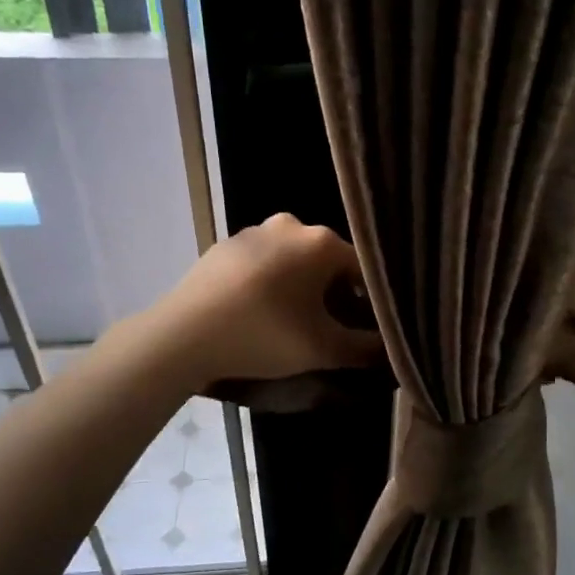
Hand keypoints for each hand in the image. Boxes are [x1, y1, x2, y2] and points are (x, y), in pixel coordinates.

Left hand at [150, 214, 382, 388]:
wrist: (183, 336)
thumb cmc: (264, 335)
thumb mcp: (323, 349)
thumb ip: (365, 348)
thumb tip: (391, 348)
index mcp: (320, 241)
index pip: (363, 268)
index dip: (370, 300)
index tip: (367, 327)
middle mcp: (291, 224)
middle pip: (327, 261)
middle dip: (334, 293)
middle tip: (331, 328)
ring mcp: (253, 232)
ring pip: (293, 260)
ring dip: (301, 287)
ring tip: (294, 323)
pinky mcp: (225, 247)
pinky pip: (263, 263)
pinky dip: (270, 283)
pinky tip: (260, 313)